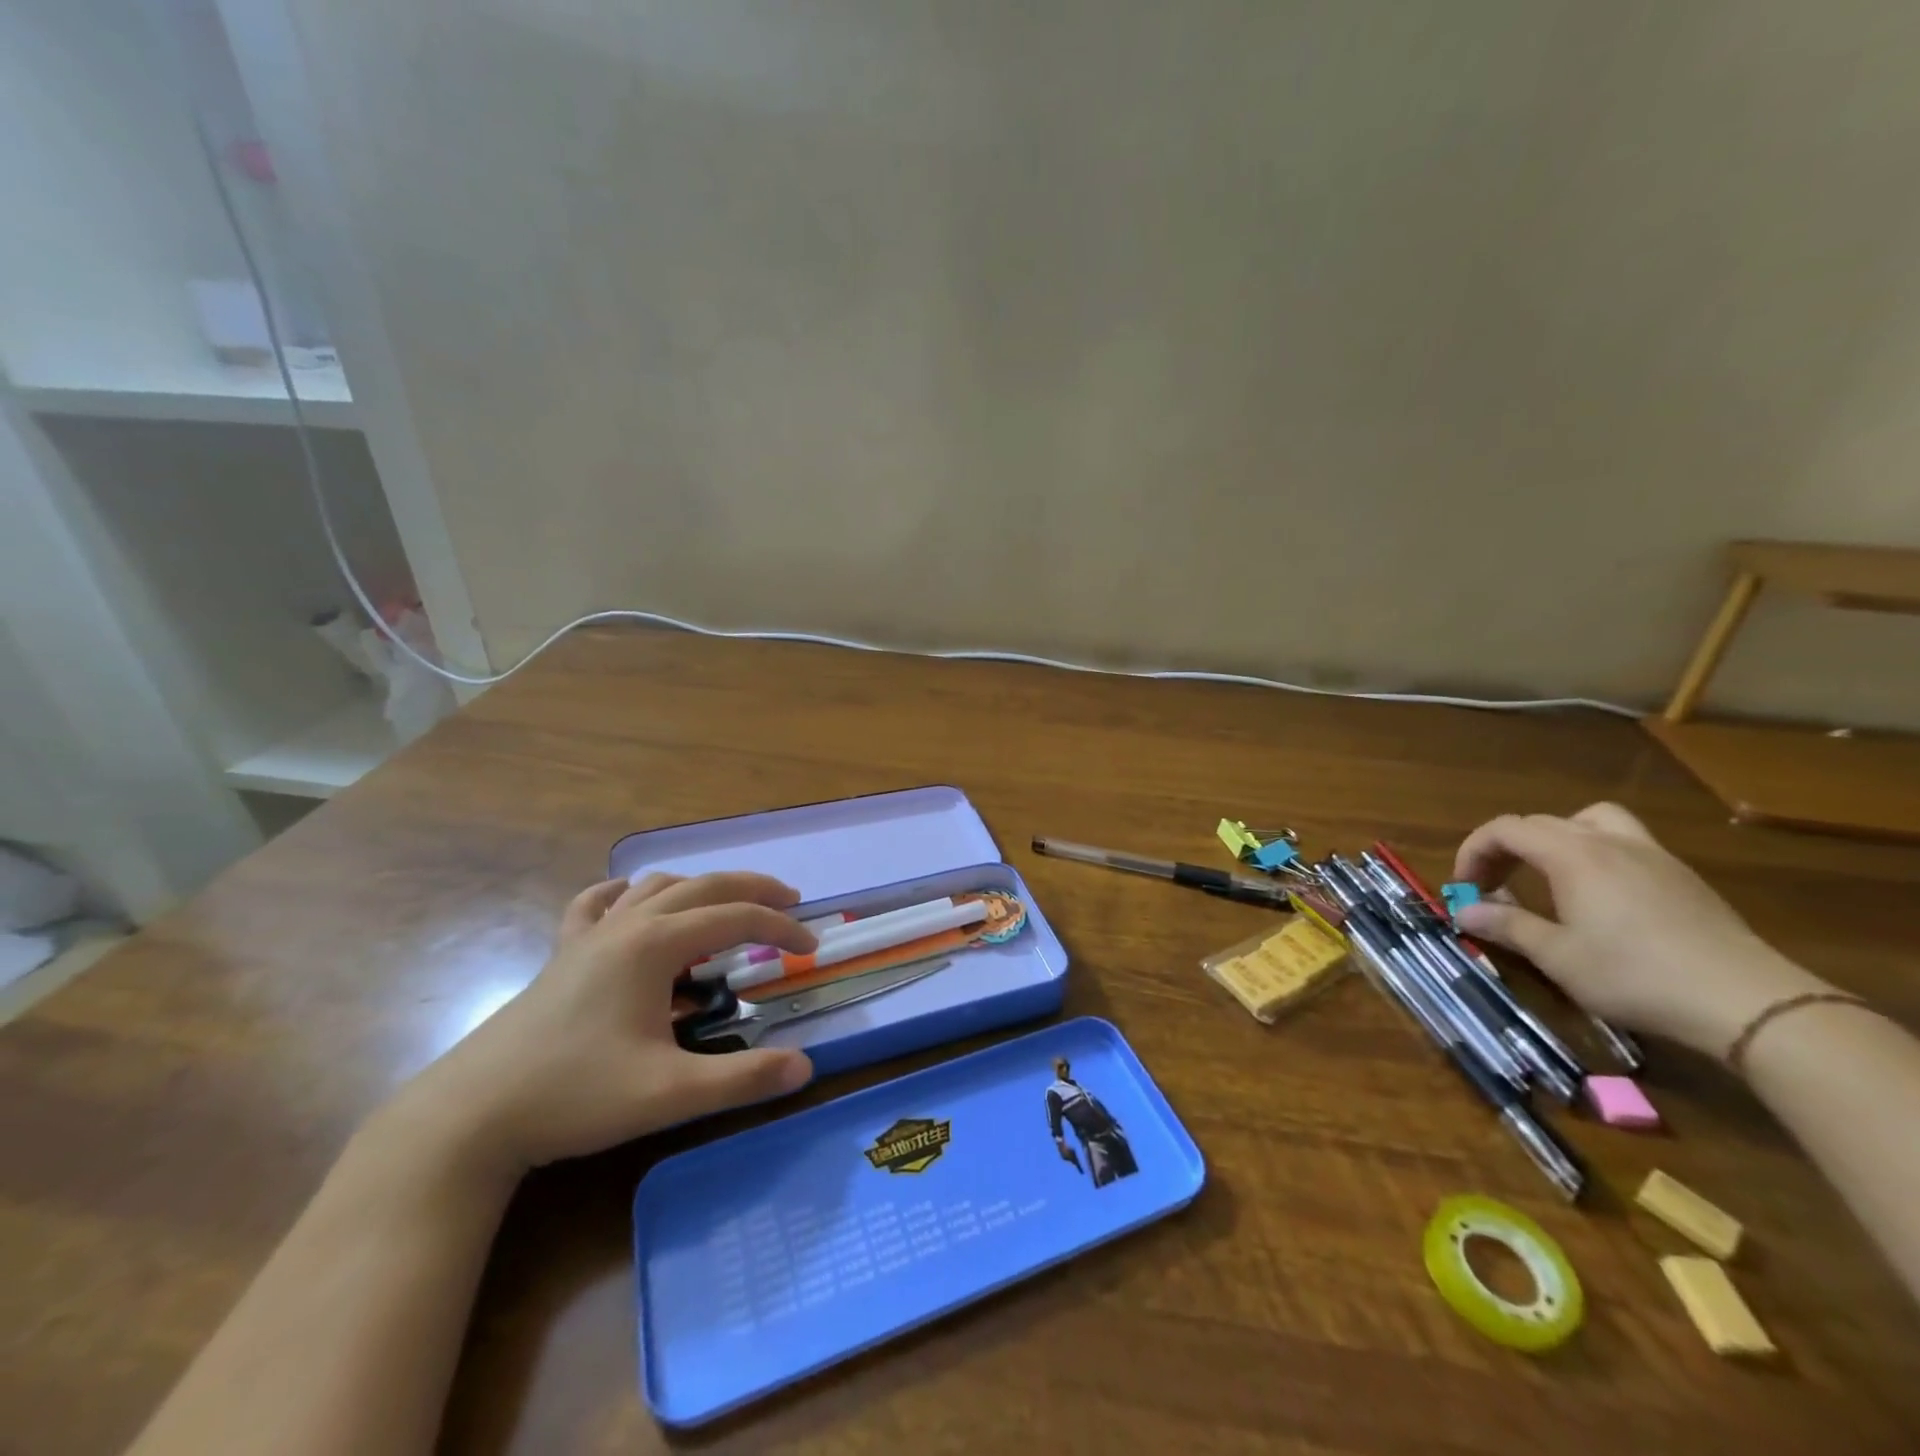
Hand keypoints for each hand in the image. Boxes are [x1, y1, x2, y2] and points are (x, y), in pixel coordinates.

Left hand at [391, 871, 818, 1178]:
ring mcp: (589, 936)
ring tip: (726, 908)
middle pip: (704, 886)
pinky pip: (598, 904)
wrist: (470, 1116)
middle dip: (753, 890)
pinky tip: (630, 903)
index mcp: (655, 945)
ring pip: (656, 887)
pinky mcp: (562, 954)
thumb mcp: (669, 1094)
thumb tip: (805, 1067)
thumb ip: (743, 1079)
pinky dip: (627, 894)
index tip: (811, 949)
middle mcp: (626, 926)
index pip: (736, 919)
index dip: (780, 929)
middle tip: (790, 904)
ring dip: (701, 889)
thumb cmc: (575, 1096)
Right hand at [1450, 803, 1825, 1057]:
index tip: (1464, 887)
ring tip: (1548, 875)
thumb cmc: (1635, 975)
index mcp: (1572, 855)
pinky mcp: (1682, 878)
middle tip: (1493, 887)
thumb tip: (1462, 910)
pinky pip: (1624, 843)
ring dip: (1556, 839)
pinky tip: (1599, 897)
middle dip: (1505, 849)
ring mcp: (1652, 856)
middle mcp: (1609, 842)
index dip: (1473, 852)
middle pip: (1541, 823)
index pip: (1505, 829)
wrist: (1748, 1002)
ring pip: (1590, 821)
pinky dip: (1594, 855)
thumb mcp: (1557, 956)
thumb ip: (1506, 926)